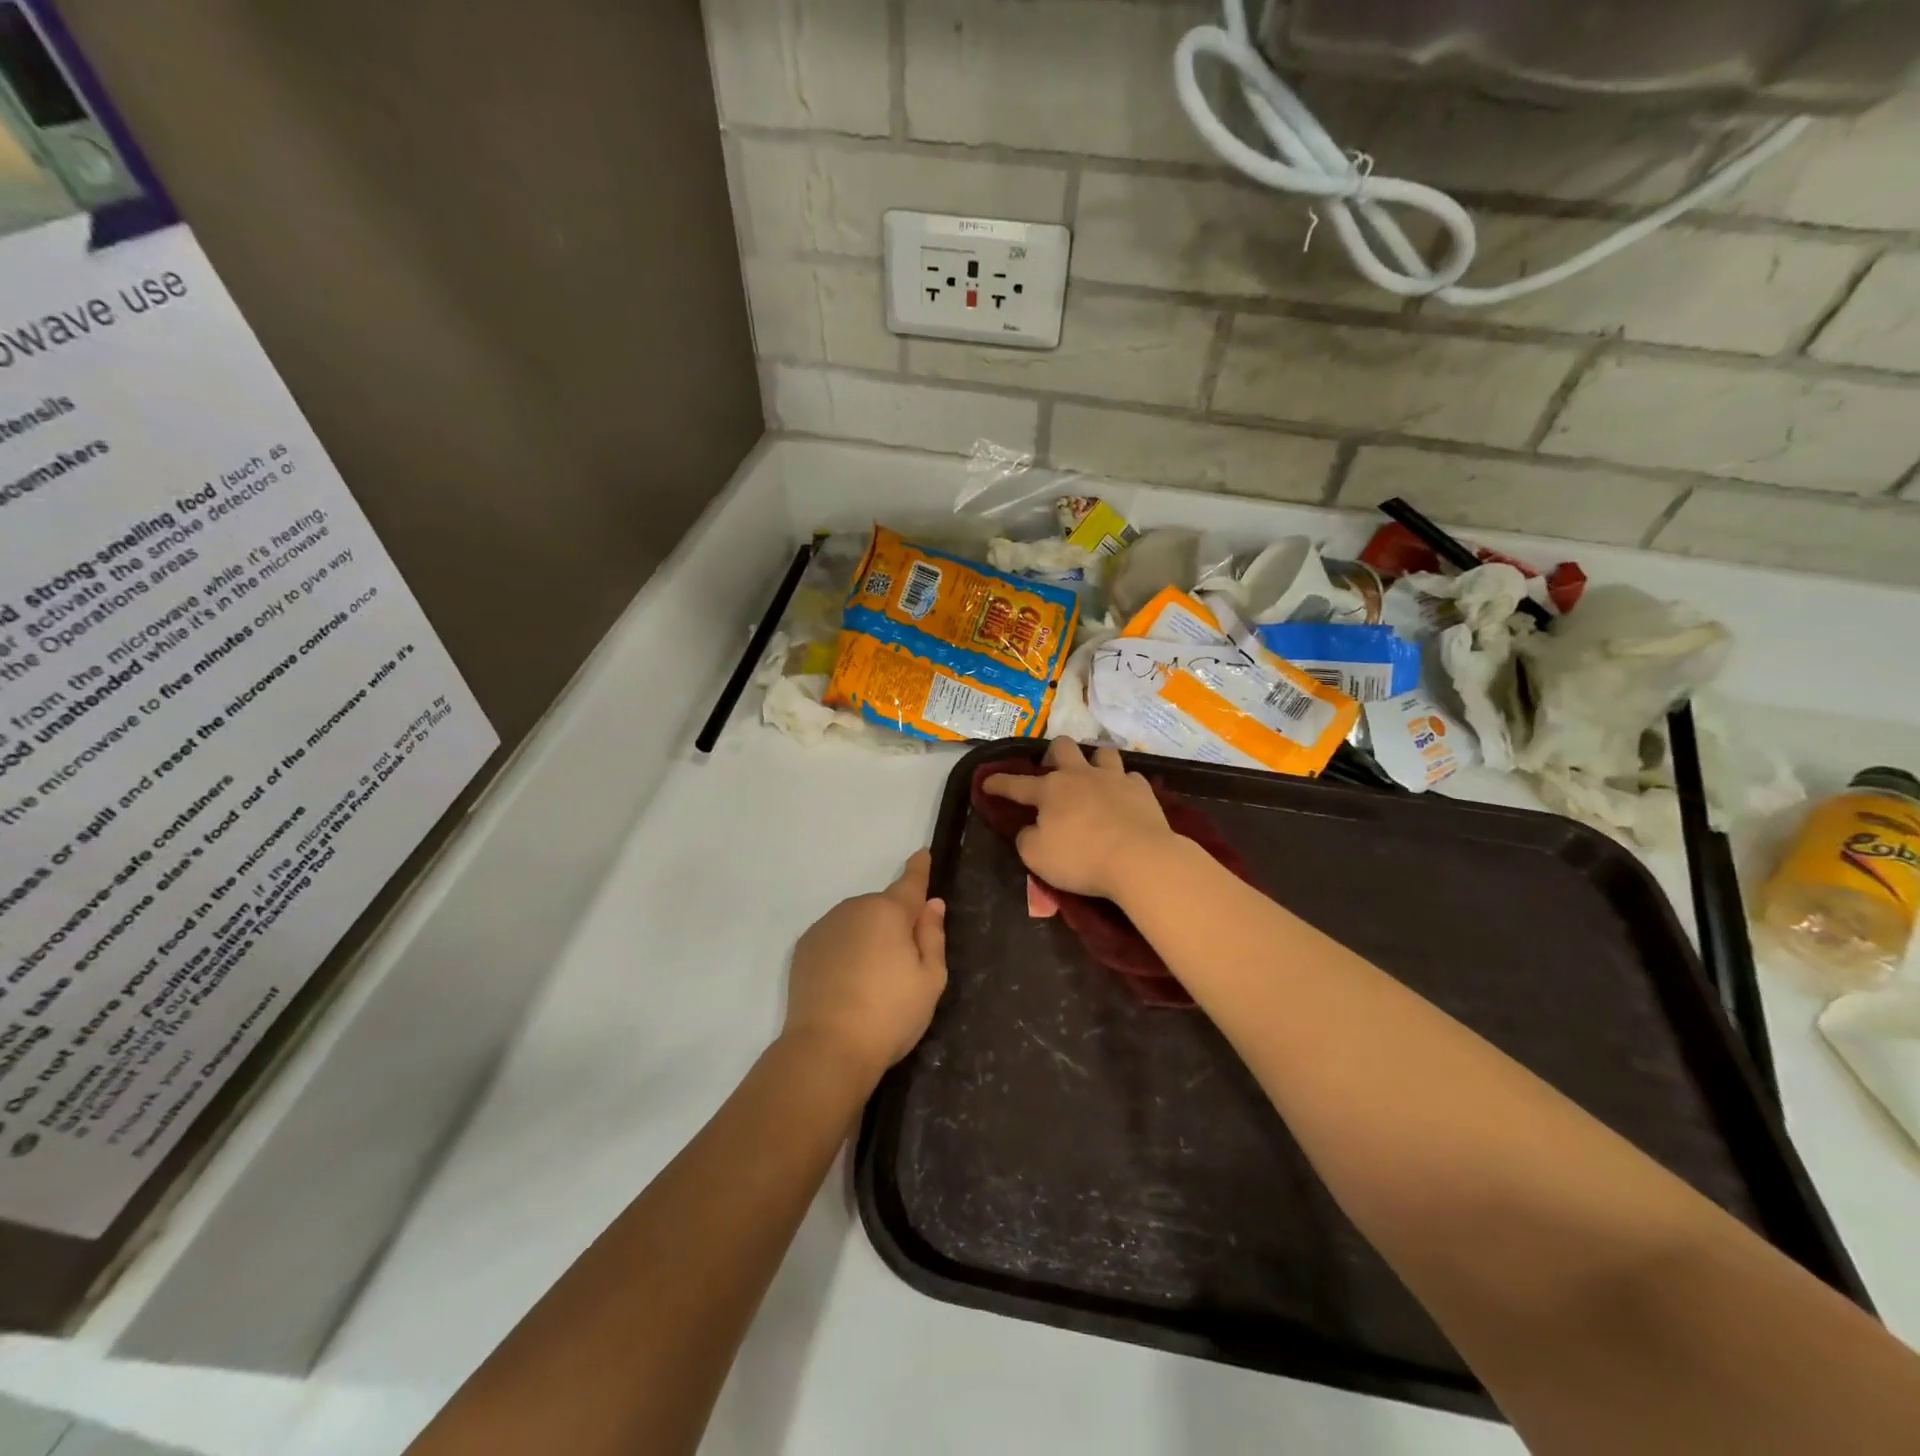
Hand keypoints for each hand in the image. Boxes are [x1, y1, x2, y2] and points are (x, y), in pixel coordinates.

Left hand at [782, 851, 947, 1083]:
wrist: (827, 1047)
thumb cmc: (890, 1013)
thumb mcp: (930, 979)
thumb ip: (932, 936)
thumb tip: (932, 905)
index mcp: (889, 912)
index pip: (910, 882)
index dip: (919, 869)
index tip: (922, 854)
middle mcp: (855, 908)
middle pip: (882, 908)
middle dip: (893, 923)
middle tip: (902, 965)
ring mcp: (825, 927)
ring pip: (856, 922)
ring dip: (867, 937)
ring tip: (872, 981)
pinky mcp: (804, 948)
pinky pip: (834, 938)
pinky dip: (844, 950)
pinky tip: (846, 983)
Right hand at [980, 738, 1175, 900]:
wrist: (1140, 859)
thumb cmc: (1081, 859)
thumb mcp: (1037, 857)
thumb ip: (1027, 839)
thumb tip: (1030, 829)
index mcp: (1050, 790)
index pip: (1016, 784)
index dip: (998, 783)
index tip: (986, 782)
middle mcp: (1080, 776)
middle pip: (1062, 747)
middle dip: (1052, 754)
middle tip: (1052, 770)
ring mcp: (1114, 778)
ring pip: (1102, 753)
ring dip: (1094, 761)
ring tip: (1092, 776)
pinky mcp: (1142, 790)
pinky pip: (1130, 777)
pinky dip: (1123, 785)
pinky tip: (1122, 797)